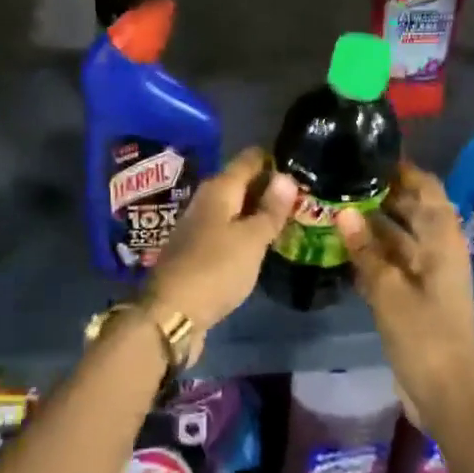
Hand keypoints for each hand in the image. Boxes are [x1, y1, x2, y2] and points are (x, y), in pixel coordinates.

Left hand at [142, 148, 297, 338]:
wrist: (170, 313)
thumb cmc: (216, 269)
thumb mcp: (252, 239)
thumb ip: (270, 209)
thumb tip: (286, 176)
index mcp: (219, 188)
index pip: (250, 159)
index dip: (275, 161)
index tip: (302, 169)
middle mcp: (206, 200)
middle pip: (241, 182)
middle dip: (269, 188)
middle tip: (303, 197)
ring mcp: (198, 225)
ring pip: (233, 208)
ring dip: (257, 212)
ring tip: (289, 219)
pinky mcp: (196, 250)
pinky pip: (226, 230)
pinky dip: (244, 232)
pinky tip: (261, 245)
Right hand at [335, 161, 473, 430]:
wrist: (447, 393)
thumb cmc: (424, 336)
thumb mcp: (389, 291)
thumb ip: (365, 249)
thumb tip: (343, 211)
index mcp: (442, 239)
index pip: (426, 188)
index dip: (402, 168)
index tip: (367, 152)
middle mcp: (438, 248)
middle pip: (411, 207)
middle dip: (380, 192)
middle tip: (340, 177)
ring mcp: (427, 271)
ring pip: (399, 233)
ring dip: (372, 221)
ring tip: (333, 204)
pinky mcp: (416, 292)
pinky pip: (393, 259)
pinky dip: (372, 249)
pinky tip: (341, 243)